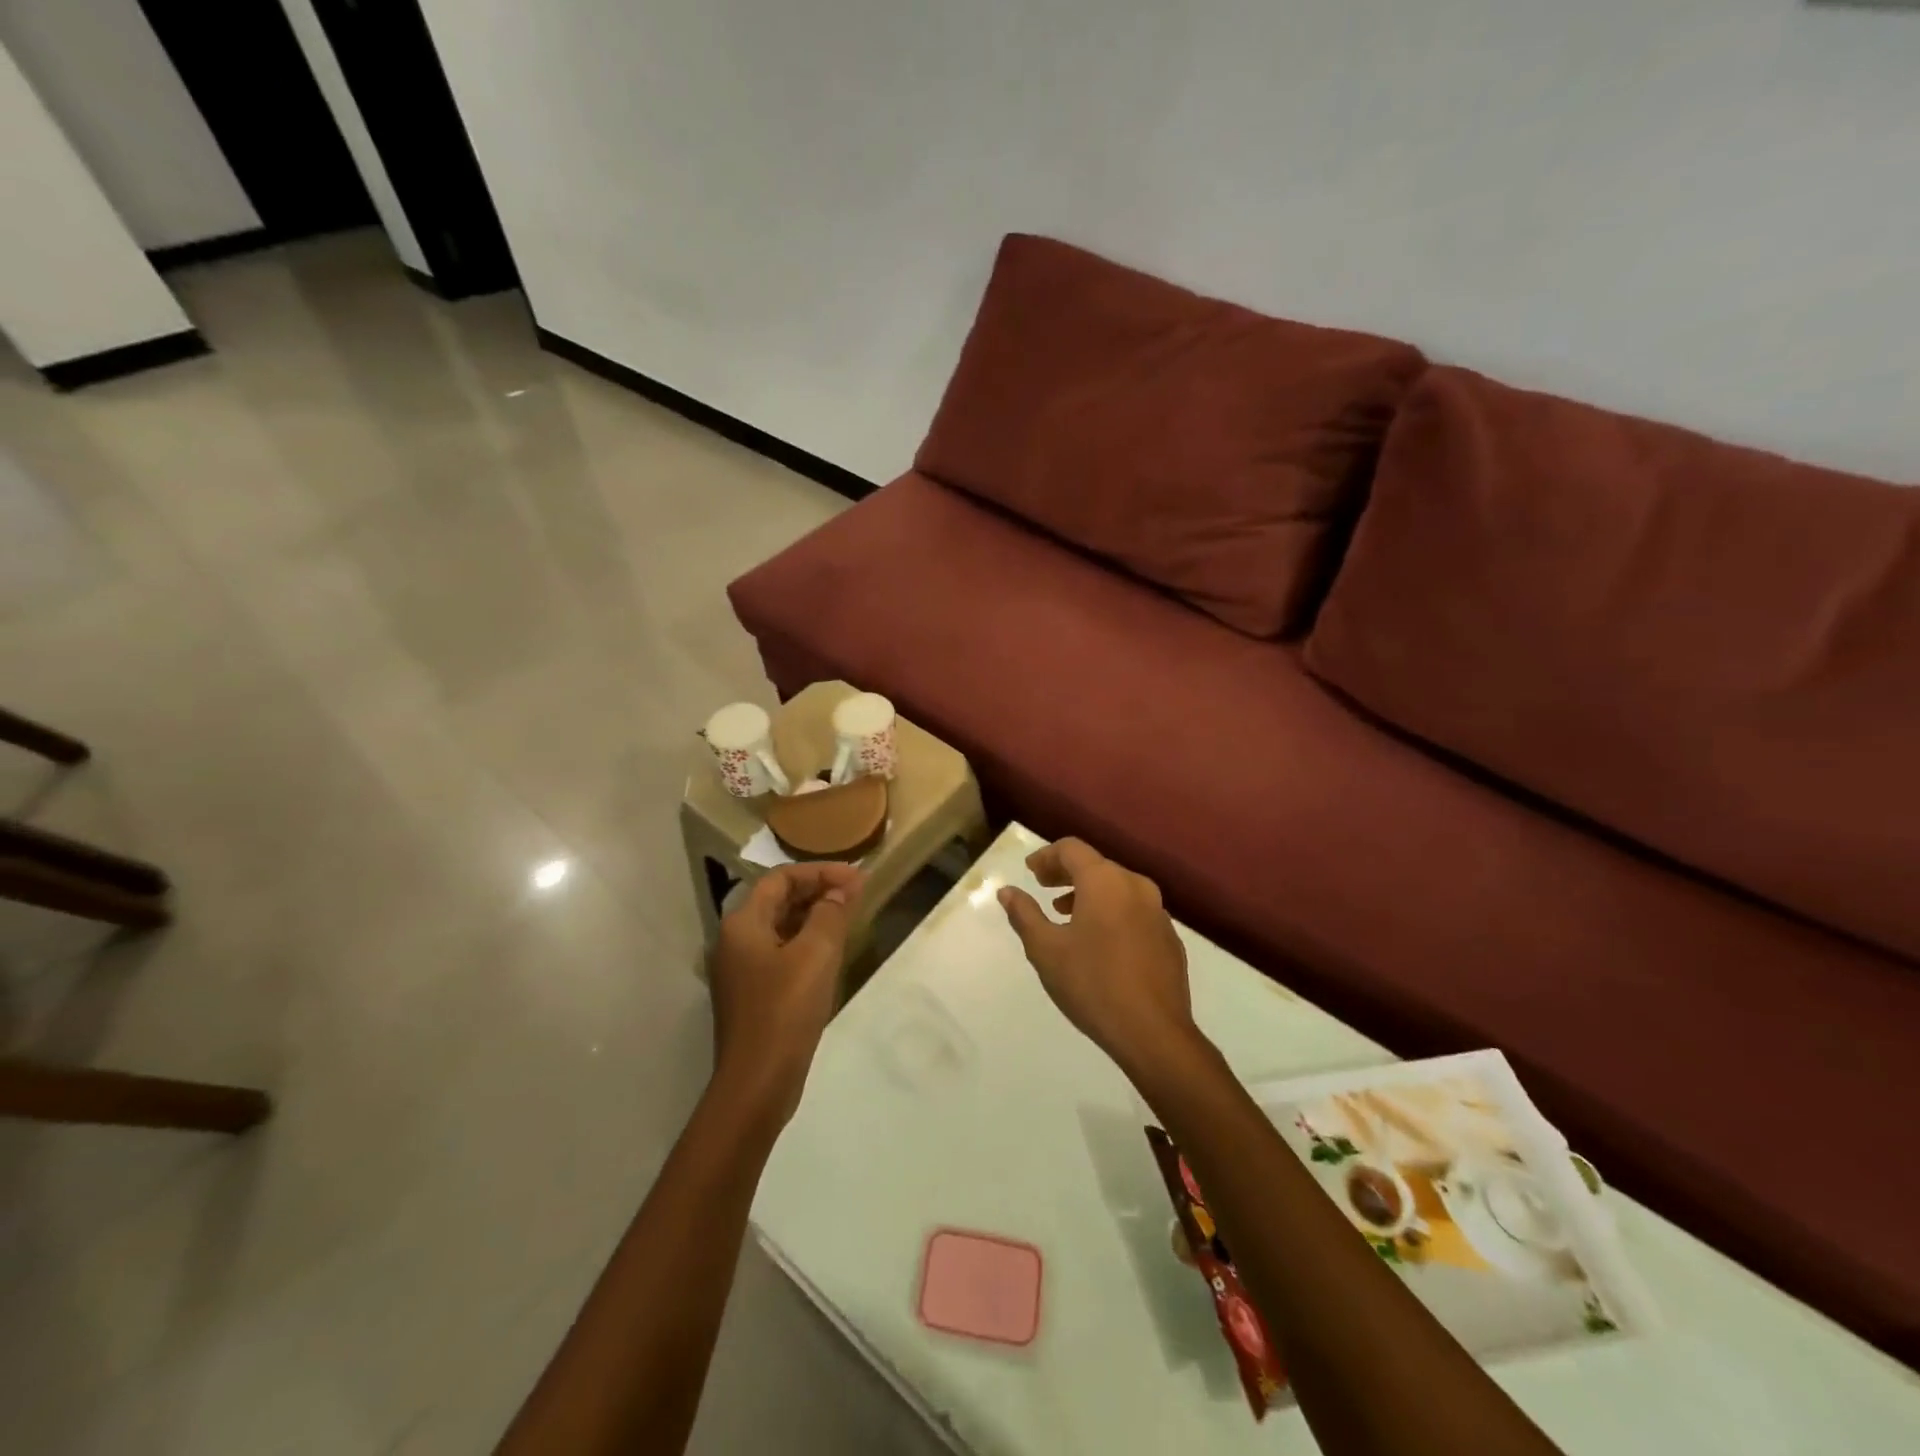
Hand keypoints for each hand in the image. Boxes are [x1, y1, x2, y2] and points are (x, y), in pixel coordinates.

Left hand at [710, 862, 862, 1124]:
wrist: (757, 1083)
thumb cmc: (785, 1009)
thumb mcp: (817, 954)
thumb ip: (831, 913)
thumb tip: (842, 889)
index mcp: (743, 923)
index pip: (781, 878)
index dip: (820, 872)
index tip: (857, 878)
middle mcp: (735, 940)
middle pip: (778, 900)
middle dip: (818, 891)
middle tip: (857, 894)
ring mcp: (741, 970)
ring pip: (780, 927)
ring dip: (814, 917)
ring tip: (850, 917)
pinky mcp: (752, 994)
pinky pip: (781, 953)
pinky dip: (806, 943)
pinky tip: (831, 953)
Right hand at [998, 838, 1195, 1073]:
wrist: (1153, 1032)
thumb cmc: (1092, 984)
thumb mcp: (1045, 949)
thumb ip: (1024, 914)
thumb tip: (1007, 891)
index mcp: (1105, 881)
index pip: (1072, 849)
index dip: (1047, 856)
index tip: (1030, 872)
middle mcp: (1136, 886)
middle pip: (1097, 865)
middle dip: (1067, 873)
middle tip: (1043, 887)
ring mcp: (1158, 912)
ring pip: (1118, 888)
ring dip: (1089, 893)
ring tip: (1066, 914)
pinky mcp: (1169, 938)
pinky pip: (1135, 911)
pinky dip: (1112, 913)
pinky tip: (1100, 941)